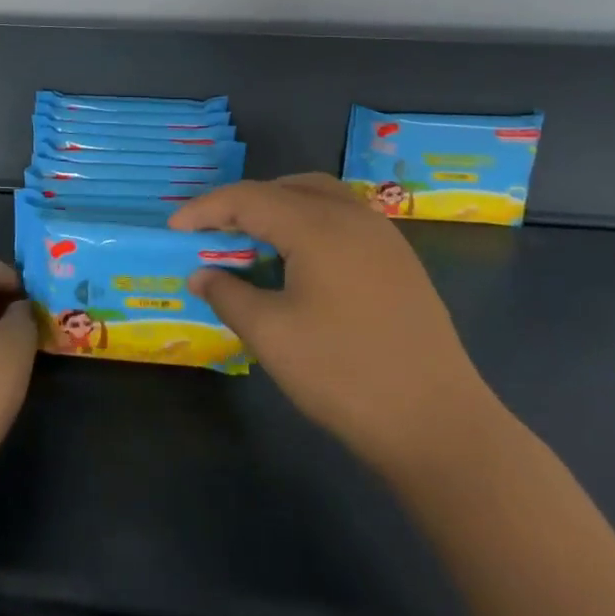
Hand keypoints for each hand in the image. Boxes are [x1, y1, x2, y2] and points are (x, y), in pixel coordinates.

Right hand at [171, 175, 500, 479]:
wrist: (441, 428)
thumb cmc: (344, 375)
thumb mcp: (271, 335)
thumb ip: (228, 294)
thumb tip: (201, 275)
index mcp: (317, 225)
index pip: (247, 198)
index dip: (205, 209)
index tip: (174, 229)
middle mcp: (352, 216)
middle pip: (284, 187)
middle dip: (242, 204)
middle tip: (212, 233)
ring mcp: (383, 237)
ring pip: (318, 197)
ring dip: (278, 209)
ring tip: (252, 240)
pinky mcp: (400, 262)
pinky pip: (342, 219)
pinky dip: (308, 224)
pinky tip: (299, 262)